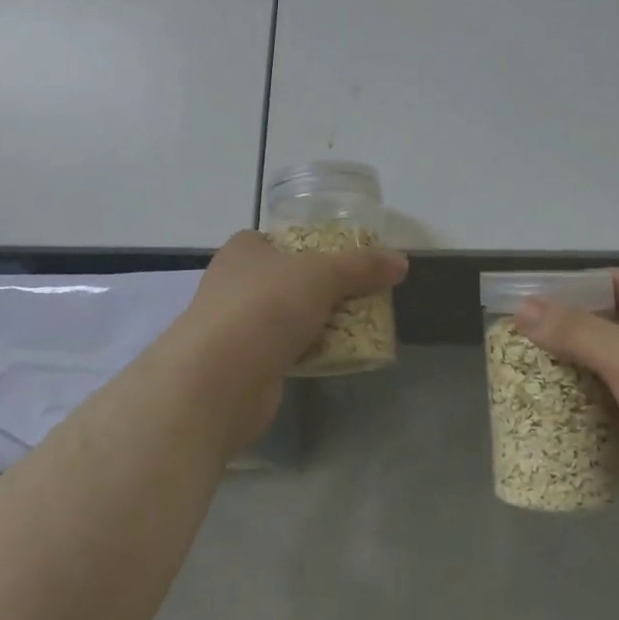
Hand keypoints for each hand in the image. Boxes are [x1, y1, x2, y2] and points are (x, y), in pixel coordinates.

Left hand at [180, 231, 407, 449]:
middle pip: (289, 279)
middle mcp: (234, 283)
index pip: (282, 239)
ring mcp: (235, 326)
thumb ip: (361, 266)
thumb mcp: (322, 275)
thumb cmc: (264, 307)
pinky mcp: (242, 365)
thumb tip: (401, 262)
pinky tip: (334, 356)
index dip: (314, 246)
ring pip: (288, 317)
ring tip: (359, 325)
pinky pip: (285, 350)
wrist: (217, 381)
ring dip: (317, 322)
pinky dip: (307, 352)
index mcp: (244, 250)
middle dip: (323, 288)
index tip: (348, 260)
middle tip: (362, 294)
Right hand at [517, 270, 618, 528]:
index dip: (572, 288)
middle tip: (531, 343)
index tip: (533, 305)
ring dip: (588, 364)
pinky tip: (580, 408)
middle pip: (615, 317)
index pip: (612, 280)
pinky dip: (607, 394)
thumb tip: (522, 307)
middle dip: (574, 329)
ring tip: (545, 374)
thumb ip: (573, 329)